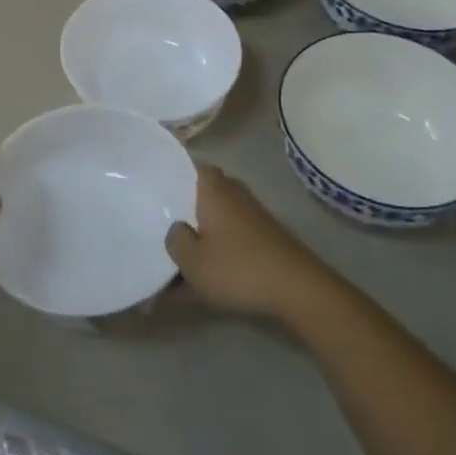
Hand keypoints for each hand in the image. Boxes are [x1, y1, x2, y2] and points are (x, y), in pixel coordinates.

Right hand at [166, 165, 326, 318]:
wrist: (297, 288)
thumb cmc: (238, 268)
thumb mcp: (192, 262)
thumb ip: (176, 241)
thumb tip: (177, 228)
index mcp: (214, 190)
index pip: (192, 166)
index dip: (176, 174)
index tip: (158, 187)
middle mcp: (235, 193)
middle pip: (207, 189)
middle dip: (189, 203)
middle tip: (168, 219)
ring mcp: (255, 213)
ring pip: (222, 211)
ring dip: (207, 225)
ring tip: (187, 247)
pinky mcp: (268, 234)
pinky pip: (236, 230)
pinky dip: (224, 241)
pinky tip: (214, 264)